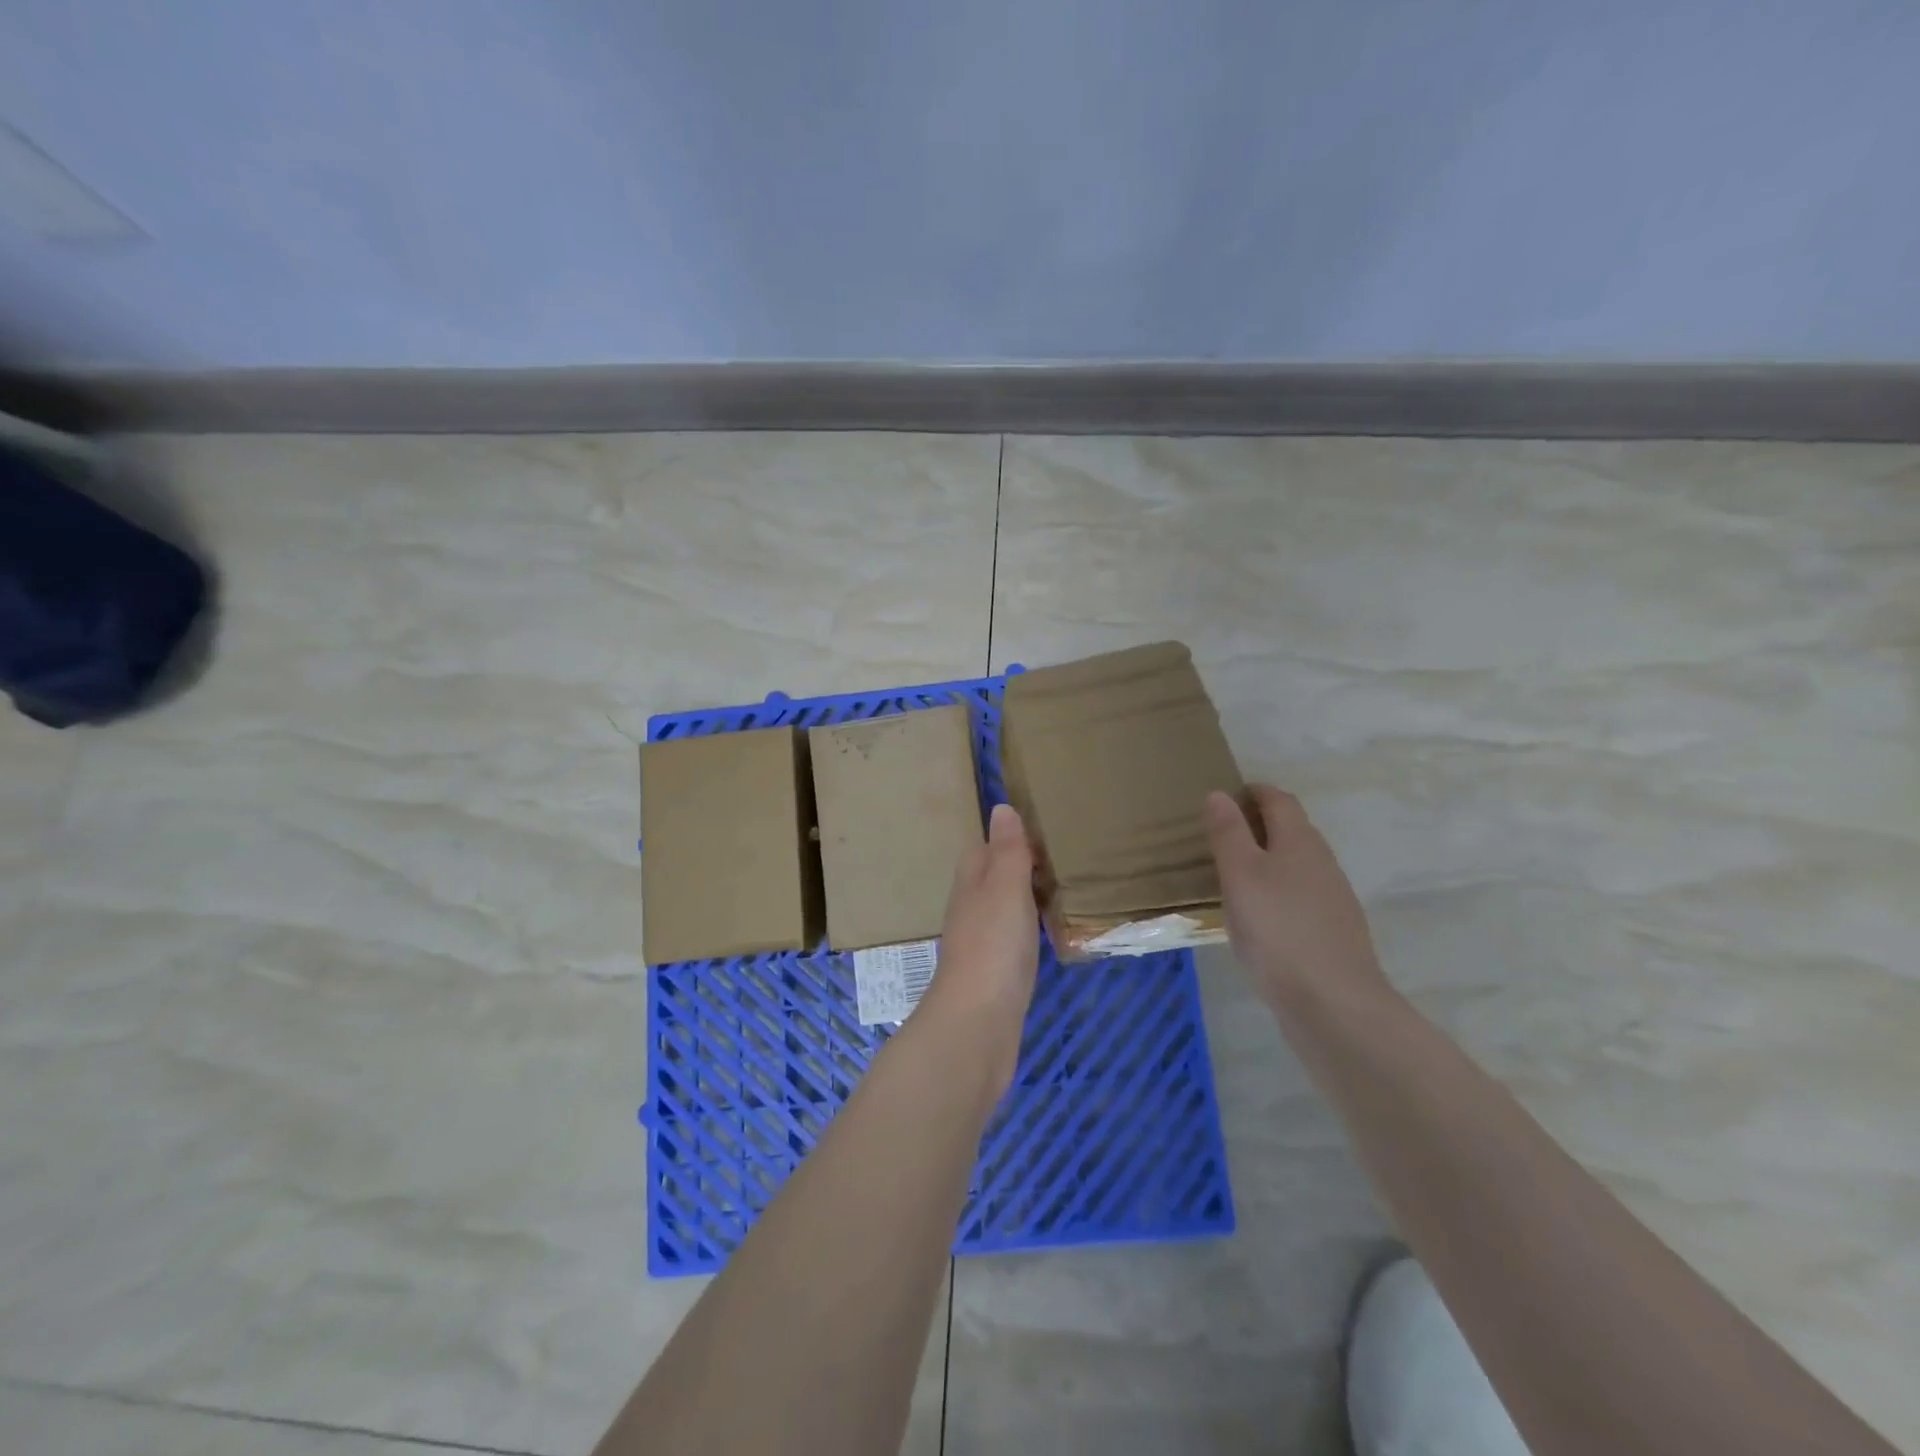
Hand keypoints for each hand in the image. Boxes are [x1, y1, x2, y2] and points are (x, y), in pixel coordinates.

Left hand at [919, 803, 1040, 1094]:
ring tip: (1064, 886)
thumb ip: (1007, 851)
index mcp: (971, 883)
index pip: (983, 848)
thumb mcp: (1004, 888)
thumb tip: (1001, 808)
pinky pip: (1015, 938)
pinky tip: (1052, 931)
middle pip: (993, 877)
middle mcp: (971, 909)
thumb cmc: (993, 946)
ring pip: (1004, 907)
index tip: (1041, 826)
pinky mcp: (997, 973)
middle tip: (1061, 854)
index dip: (1007, 837)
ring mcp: (982, 943)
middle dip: (1019, 864)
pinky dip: (1032, 927)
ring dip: (1026, 896)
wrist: (979, 1024)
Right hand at [1204, 786, 1391, 1009]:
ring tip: (1235, 875)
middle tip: (1221, 835)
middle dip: (1260, 824)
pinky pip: (1301, 896)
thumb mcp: (1240, 875)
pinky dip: (1278, 891)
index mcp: (1299, 841)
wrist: (1333, 1004)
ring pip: (1298, 865)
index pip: (1279, 800)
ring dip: (1269, 859)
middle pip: (1292, 830)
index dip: (1253, 792)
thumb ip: (1228, 834)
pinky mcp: (1334, 932)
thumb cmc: (1277, 930)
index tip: (1225, 797)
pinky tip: (1260, 917)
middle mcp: (1322, 862)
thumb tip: (1219, 794)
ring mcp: (1333, 899)